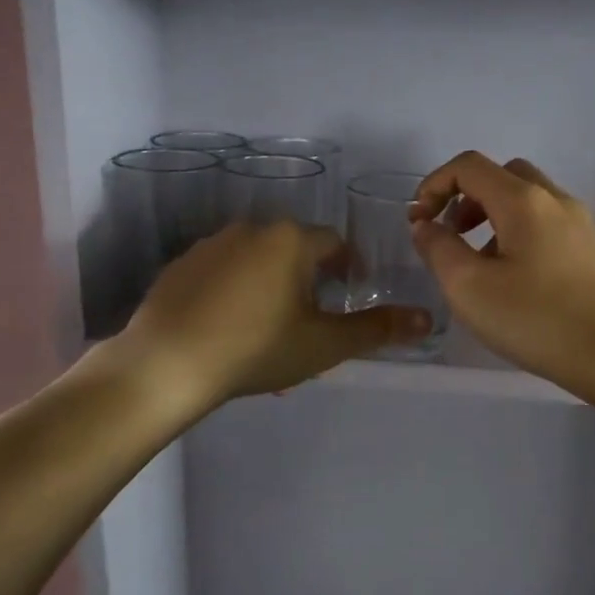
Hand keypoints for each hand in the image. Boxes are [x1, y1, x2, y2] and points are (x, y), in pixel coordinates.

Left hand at [118, 219, 431, 408]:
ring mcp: (209, 246)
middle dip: (308, 281)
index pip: (334, 243)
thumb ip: (377, 329)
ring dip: (271, 287)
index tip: (350, 295)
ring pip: (256, 262)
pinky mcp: (179, 267)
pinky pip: (221, 274)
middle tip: (311, 323)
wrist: (167, 365)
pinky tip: (229, 330)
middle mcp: (250, 229)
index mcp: (290, 239)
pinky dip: (235, 294)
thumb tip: (428, 319)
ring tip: (270, 331)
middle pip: (293, 250)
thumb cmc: (257, 348)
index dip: (348, 268)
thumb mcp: (325, 344)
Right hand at [409, 152, 594, 397]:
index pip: (469, 166)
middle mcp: (555, 200)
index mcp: (523, 200)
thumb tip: (425, 225)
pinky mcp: (592, 251)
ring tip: (477, 264)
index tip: (418, 222)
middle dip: (466, 197)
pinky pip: (545, 225)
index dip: (434, 185)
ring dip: (491, 217)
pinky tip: (512, 280)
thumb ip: (438, 249)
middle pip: (502, 175)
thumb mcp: (469, 287)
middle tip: (451, 235)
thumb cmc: (538, 319)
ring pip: (526, 201)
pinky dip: (517, 235)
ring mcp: (580, 225)